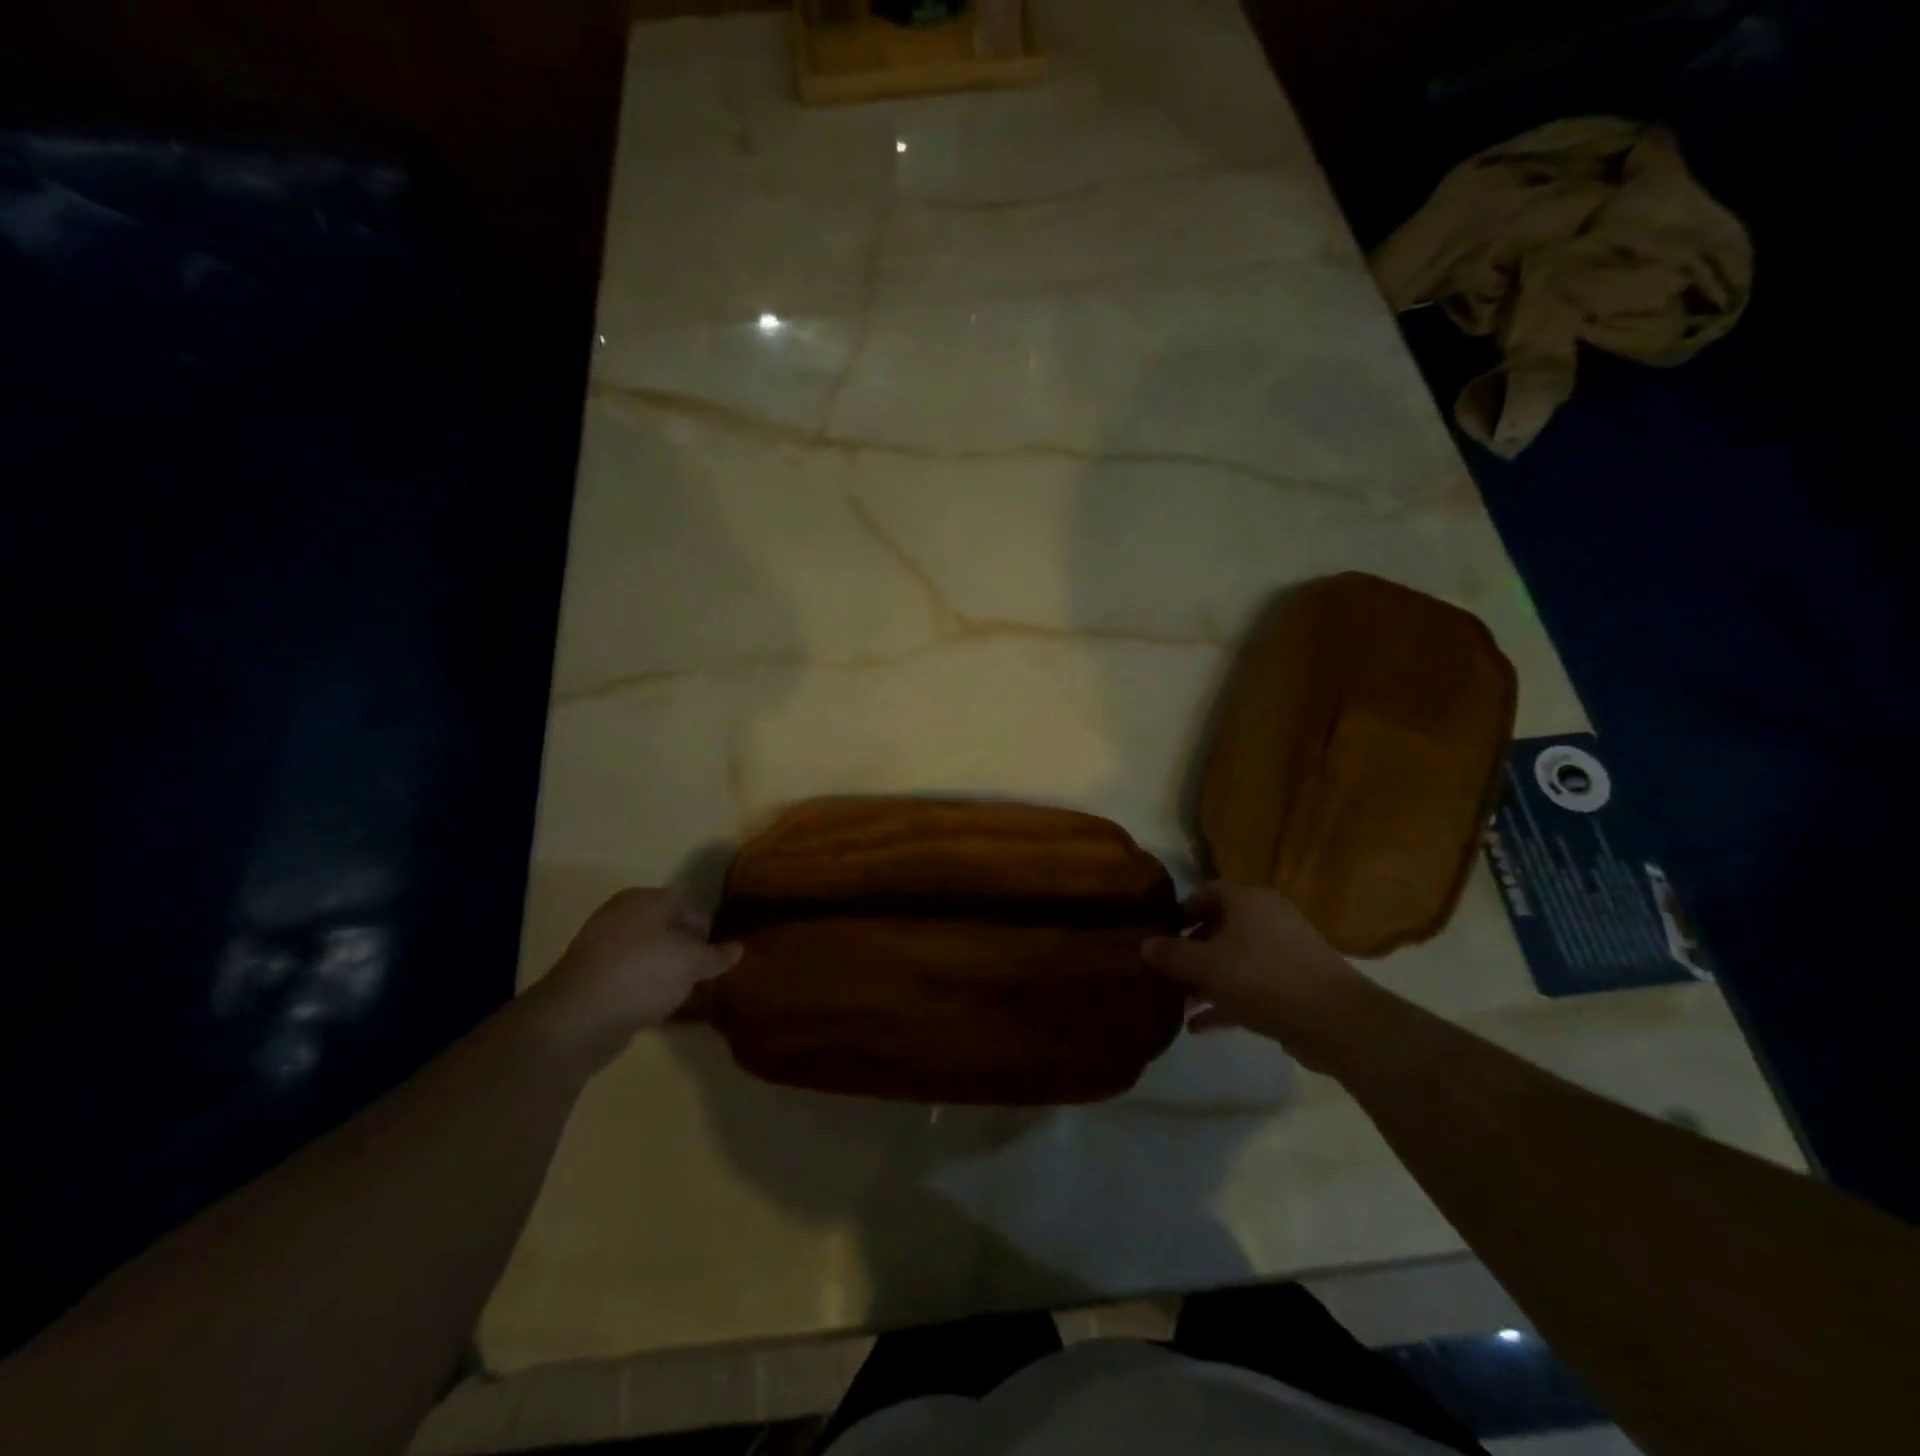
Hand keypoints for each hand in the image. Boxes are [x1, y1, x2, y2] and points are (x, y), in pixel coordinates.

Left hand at [529, 889, 740, 1068]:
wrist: (576, 1018)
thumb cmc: (643, 974)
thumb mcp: (692, 962)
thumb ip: (717, 955)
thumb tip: (738, 948)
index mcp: (646, 898)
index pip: (691, 904)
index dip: (710, 930)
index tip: (718, 959)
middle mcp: (622, 914)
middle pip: (668, 928)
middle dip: (688, 952)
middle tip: (704, 978)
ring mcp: (602, 945)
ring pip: (649, 954)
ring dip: (667, 973)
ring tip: (683, 996)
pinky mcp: (590, 977)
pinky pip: (630, 977)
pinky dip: (645, 989)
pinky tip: (657, 1009)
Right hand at [1142, 882, 1377, 1073]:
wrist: (1336, 1021)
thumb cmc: (1262, 978)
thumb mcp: (1205, 966)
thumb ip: (1171, 954)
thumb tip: (1144, 945)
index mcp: (1248, 901)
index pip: (1207, 892)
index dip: (1181, 910)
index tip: (1159, 933)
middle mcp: (1268, 919)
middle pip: (1221, 928)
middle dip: (1191, 951)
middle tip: (1165, 971)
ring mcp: (1286, 954)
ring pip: (1235, 961)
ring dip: (1206, 981)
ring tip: (1177, 1003)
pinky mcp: (1296, 987)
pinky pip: (1252, 988)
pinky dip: (1227, 1002)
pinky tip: (1199, 1026)